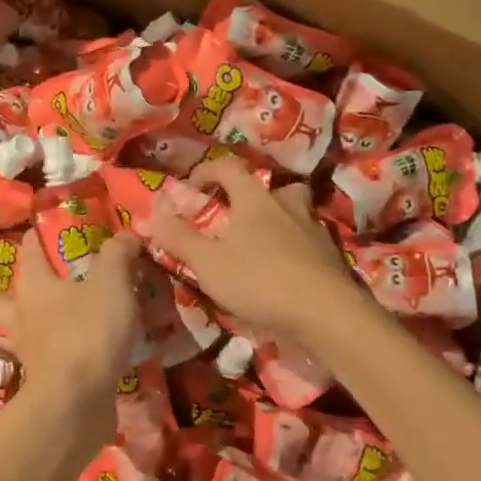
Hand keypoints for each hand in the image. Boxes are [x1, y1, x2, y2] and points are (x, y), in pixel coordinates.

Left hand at [0, 229, 142, 429]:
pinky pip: (43, 357)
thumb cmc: (88, 332)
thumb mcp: (112, 283)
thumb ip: (118, 254)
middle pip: (8, 295)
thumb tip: (126, 235)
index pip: (29, 248)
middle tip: (53, 283)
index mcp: (32, 284)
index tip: (54, 228)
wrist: (75, 404)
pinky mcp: (40, 379)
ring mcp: (27, 350)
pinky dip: (56, 352)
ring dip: (34, 323)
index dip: (41, 235)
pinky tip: (79, 352)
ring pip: (20, 329)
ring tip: (61, 319)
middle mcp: (21, 314)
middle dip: (25, 288)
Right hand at [144, 162, 370, 350]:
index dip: (205, 172)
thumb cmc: (260, 281)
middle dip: (247, 196)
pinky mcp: (331, 254)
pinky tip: (286, 269)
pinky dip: (294, 247)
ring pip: (293, 210)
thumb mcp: (207, 262)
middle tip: (232, 217)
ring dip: (276, 218)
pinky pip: (307, 239)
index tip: (190, 190)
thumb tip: (150, 212)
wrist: (327, 313)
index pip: (227, 167)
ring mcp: (313, 228)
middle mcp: (286, 204)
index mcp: (254, 198)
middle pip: (266, 185)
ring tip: (261, 243)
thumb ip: (177, 237)